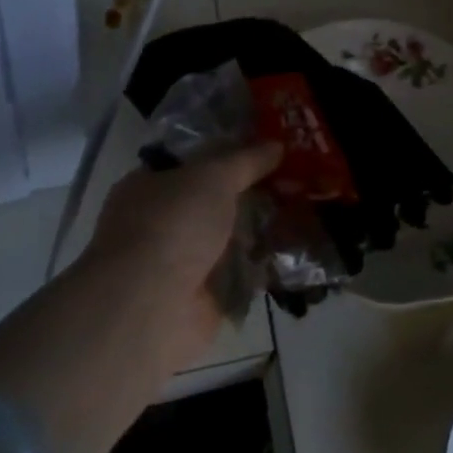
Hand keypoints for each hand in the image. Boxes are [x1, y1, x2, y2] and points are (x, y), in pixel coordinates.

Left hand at [85, 143, 281, 367]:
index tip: (268, 149)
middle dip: (251, 193)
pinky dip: (262, 266)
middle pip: (214, 201)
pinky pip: (239, 274)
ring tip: (303, 212)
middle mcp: (161, 223)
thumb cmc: (172, 225)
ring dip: (260, 229)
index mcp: (149, 186)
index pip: (193, 162)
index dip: (229, 153)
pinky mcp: (201, 298)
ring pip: (229, 237)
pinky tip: (294, 250)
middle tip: (294, 180)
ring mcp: (180, 263)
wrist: (150, 308)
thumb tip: (276, 144)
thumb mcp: (213, 176)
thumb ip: (246, 160)